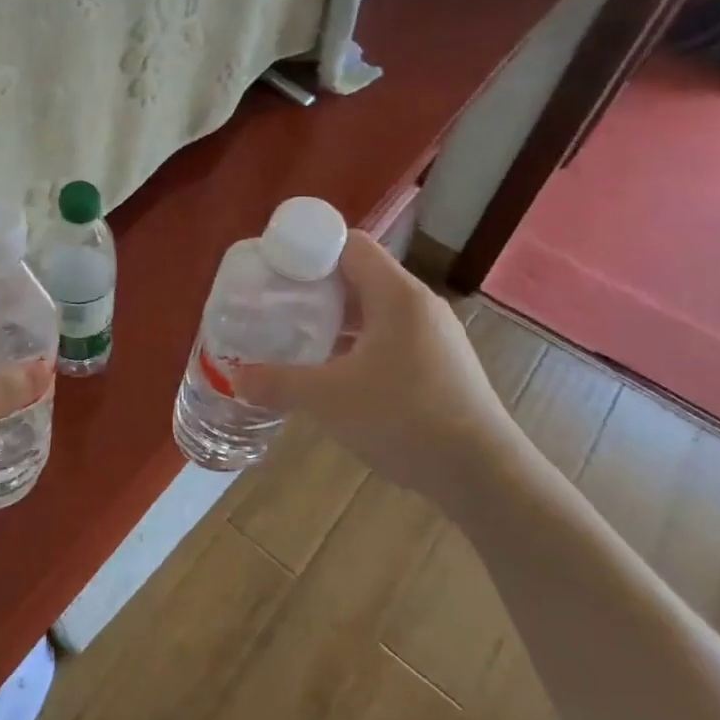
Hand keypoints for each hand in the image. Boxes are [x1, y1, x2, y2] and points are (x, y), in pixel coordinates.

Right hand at [232, 231, 518, 497]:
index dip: (310, 250)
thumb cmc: (405, 418)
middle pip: (359, 275)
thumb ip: (278, 383)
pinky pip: (389, 336)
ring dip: (336, 318)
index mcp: (396, 295)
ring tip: (297, 336)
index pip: (350, 244)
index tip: (275, 270)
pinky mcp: (439, 364)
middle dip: (315, 288)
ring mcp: (433, 335)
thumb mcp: (329, 399)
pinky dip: (357, 342)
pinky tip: (334, 371)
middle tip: (277, 304)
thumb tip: (235, 378)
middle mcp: (418, 305)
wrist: (484, 474)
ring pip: (374, 309)